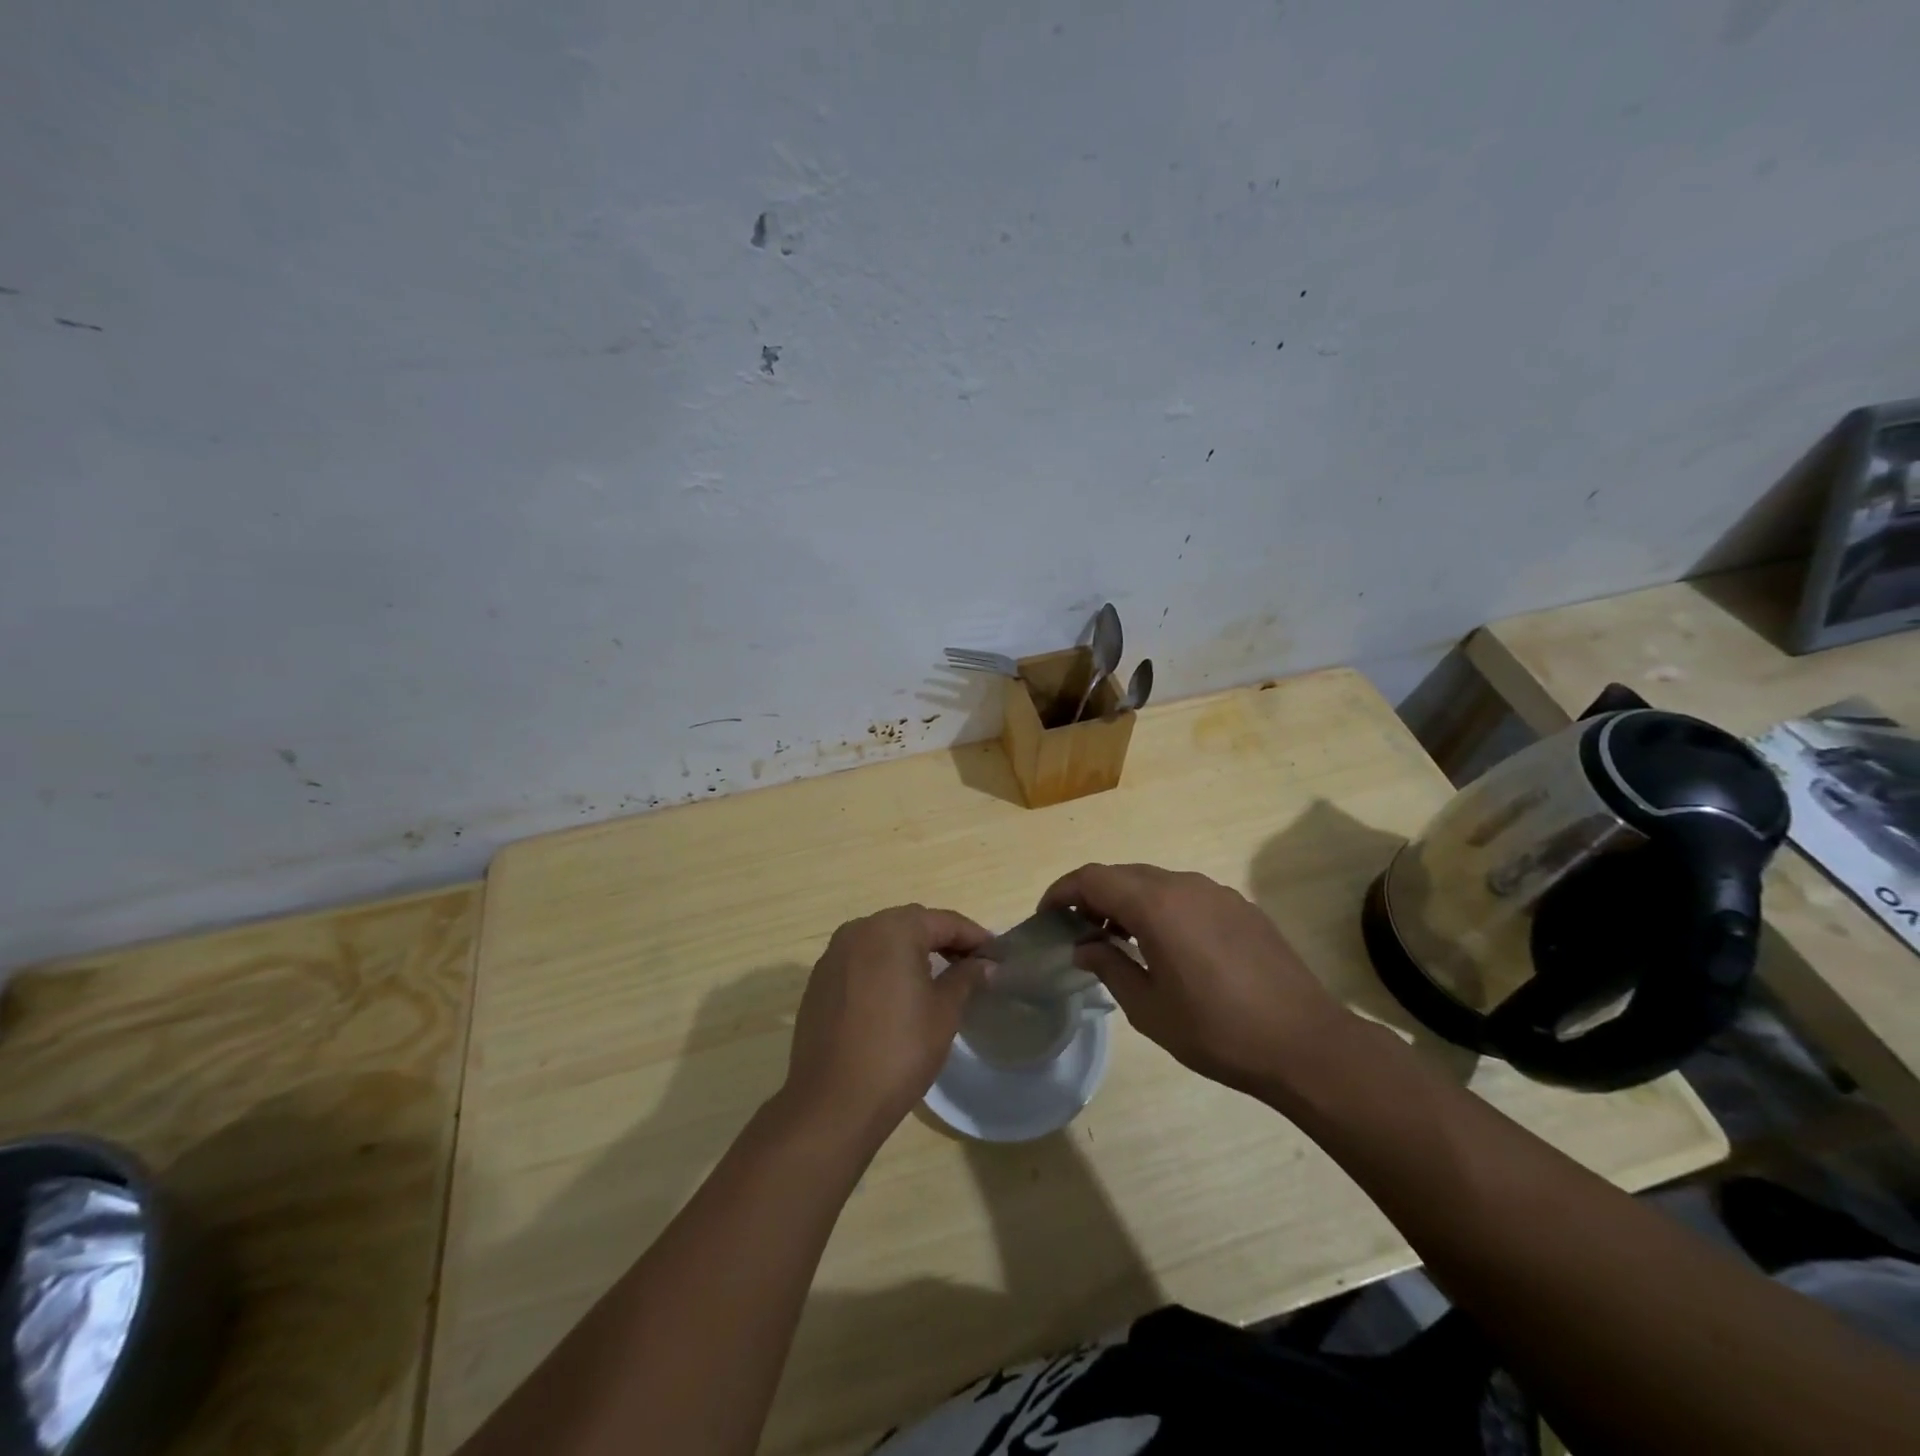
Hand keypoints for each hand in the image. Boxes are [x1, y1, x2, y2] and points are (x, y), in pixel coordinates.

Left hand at [783, 905, 990, 1139]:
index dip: (973, 936)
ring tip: (937, 977)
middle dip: (942, 939)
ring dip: (911, 951)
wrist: (833, 1102)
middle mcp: (859, 930)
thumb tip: (984, 964)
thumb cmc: (899, 1051)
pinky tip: (897, 994)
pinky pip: (860, 961)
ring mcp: (833, 955)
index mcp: (893, 929)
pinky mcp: (819, 981)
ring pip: (882, 940)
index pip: (944, 921)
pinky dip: (883, 967)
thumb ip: (965, 978)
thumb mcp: (944, 1012)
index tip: (995, 954)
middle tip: (970, 964)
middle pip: (911, 924)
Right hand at [1042, 864, 1351, 1095]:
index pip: (1093, 877)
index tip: (1046, 916)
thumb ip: (1109, 966)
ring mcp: (1216, 892)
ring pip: (1155, 882)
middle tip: (1078, 932)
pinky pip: (1186, 894)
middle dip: (1093, 896)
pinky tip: (1166, 946)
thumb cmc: (1217, 1030)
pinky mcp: (1240, 906)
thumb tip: (1083, 946)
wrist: (1306, 1043)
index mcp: (1156, 904)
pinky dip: (1161, 908)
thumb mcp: (1149, 1008)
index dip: (1062, 891)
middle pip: (1122, 874)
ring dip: (1128, 902)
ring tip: (1119, 941)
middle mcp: (1184, 884)